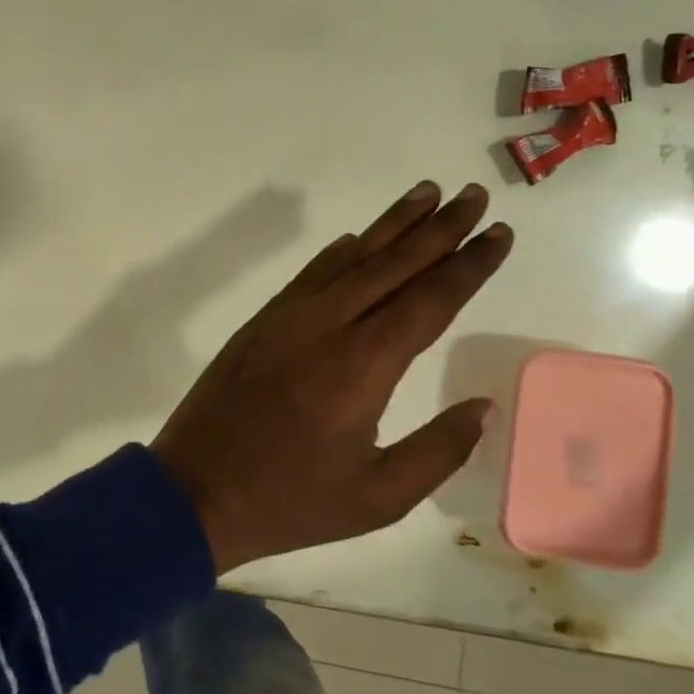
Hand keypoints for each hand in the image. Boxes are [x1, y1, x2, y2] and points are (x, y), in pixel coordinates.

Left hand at [152, 181, 513, 573]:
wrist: (195, 489)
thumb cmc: (290, 501)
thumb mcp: (377, 498)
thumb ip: (437, 450)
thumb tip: (482, 406)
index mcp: (362, 366)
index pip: (428, 300)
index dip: (467, 265)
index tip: (499, 234)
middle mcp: (327, 325)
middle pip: (393, 264)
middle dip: (439, 228)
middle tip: (473, 195)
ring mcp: (289, 317)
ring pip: (350, 259)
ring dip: (391, 225)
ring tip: (427, 192)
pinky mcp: (263, 321)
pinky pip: (311, 274)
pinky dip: (340, 252)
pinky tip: (357, 239)